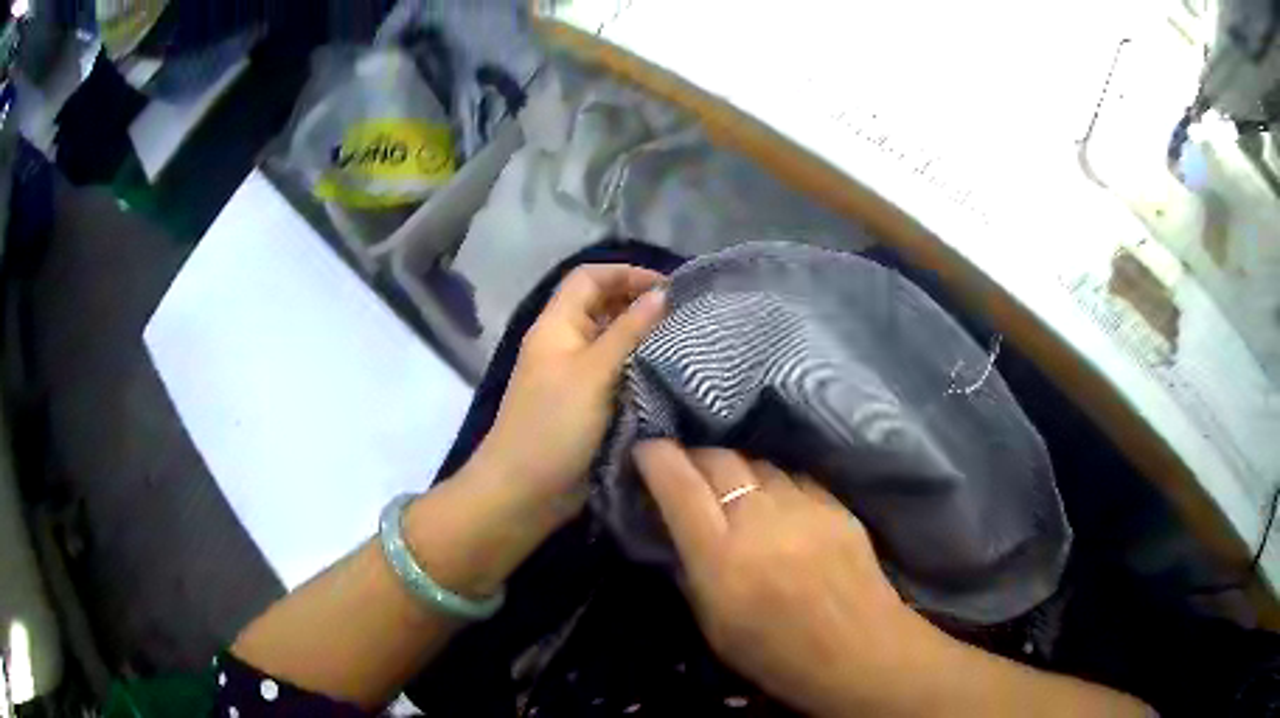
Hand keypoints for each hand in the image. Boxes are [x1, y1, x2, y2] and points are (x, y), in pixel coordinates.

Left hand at [473, 265, 666, 514]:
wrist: (524, 491)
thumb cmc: (553, 425)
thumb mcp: (593, 373)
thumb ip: (628, 331)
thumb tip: (663, 294)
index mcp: (557, 325)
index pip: (590, 277)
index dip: (627, 274)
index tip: (670, 289)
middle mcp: (566, 344)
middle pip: (603, 307)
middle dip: (641, 305)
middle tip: (686, 317)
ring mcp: (576, 376)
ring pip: (613, 343)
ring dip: (644, 339)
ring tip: (687, 344)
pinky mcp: (588, 405)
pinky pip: (617, 375)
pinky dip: (641, 370)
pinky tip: (672, 377)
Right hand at [632, 440, 946, 716]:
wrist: (860, 652)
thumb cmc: (778, 655)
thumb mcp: (714, 627)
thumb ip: (692, 571)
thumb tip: (678, 529)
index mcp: (722, 558)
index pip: (679, 486)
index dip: (655, 458)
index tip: (644, 450)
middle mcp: (761, 521)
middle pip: (719, 460)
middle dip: (694, 457)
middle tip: (686, 470)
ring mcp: (804, 508)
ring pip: (758, 463)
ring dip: (736, 470)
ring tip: (732, 488)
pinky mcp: (835, 505)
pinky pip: (793, 478)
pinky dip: (774, 483)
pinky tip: (776, 502)